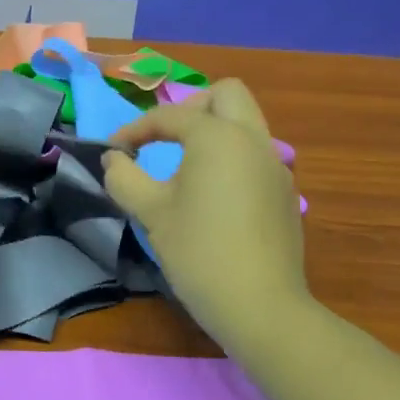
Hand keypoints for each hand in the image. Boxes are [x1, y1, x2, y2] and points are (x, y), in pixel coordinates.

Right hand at [102, 80, 309, 346]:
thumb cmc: (198, 253)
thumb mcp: (151, 213)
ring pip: (247, 124)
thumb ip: (125, 177)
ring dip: (215, 131)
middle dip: (191, 108)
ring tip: (187, 167)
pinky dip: (232, 159)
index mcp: (218, 137)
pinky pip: (256, 157)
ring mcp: (276, 166)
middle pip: (226, 95)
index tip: (114, 152)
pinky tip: (215, 198)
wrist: (259, 304)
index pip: (171, 115)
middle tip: (165, 138)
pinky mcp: (285, 194)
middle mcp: (253, 140)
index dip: (135, 129)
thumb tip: (114, 159)